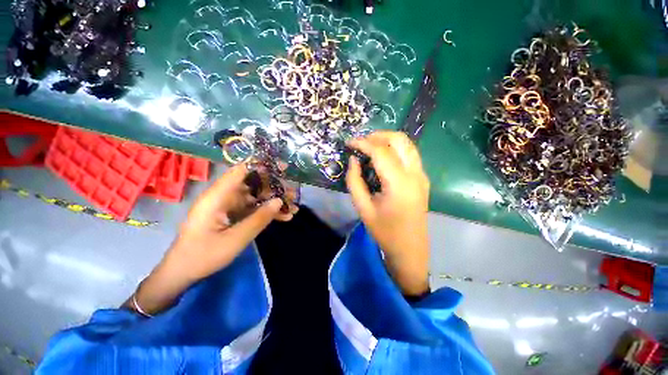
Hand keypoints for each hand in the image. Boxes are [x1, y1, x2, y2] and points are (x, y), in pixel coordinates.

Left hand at [126, 163, 297, 314]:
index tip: (282, 168)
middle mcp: (223, 197)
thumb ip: (259, 219)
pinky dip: (267, 212)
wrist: (183, 272)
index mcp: (217, 196)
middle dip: (275, 188)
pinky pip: (253, 209)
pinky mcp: (232, 215)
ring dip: (274, 202)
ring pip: (256, 197)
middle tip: (294, 193)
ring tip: (294, 207)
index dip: (261, 166)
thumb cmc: (204, 255)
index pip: (240, 171)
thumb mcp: (235, 239)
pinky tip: (284, 217)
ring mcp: (228, 206)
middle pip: (253, 184)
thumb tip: (279, 200)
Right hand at [346, 131, 429, 295]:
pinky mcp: (422, 179)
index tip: (349, 143)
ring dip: (387, 140)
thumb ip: (355, 181)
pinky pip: (409, 154)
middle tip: (360, 143)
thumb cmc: (384, 232)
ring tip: (369, 147)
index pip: (381, 152)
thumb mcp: (363, 208)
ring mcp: (422, 175)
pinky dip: (395, 149)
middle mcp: (415, 174)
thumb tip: (353, 160)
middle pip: (399, 140)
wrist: (410, 248)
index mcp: (399, 184)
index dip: (363, 143)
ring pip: (407, 144)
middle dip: (378, 135)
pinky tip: (382, 158)